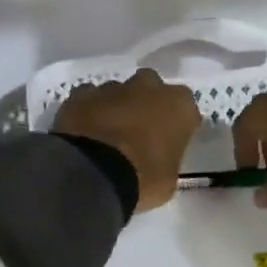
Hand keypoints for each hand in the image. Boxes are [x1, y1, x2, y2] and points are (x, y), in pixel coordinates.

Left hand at [53, 68, 201, 212]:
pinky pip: (89, 98)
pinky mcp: (80, 94)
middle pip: (151, 89)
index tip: (169, 141)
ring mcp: (112, 88)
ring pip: (118, 92)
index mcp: (179, 105)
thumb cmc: (142, 179)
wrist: (92, 174)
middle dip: (146, 104)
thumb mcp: (169, 178)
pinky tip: (85, 131)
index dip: (176, 125)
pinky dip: (89, 111)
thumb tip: (158, 157)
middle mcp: (148, 87)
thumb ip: (168, 157)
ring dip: (116, 107)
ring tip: (107, 135)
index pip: (185, 109)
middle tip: (139, 132)